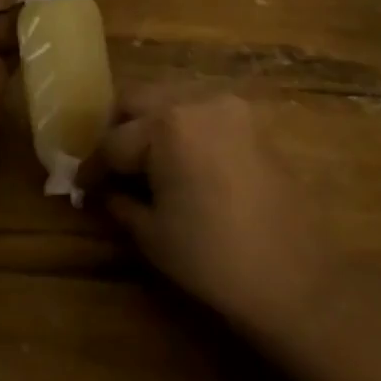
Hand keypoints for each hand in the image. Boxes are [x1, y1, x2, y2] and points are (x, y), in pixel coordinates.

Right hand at [93, 89, 336, 344]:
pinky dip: (183, 130)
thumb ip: (121, 202)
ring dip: (150, 125)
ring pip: (170, 100)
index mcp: (166, 124)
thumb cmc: (214, 259)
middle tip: (111, 167)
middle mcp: (195, 101)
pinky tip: (181, 163)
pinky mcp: (252, 122)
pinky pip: (202, 113)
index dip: (93, 166)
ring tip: (145, 164)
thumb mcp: (153, 234)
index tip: (82, 186)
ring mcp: (228, 107)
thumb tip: (106, 191)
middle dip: (118, 130)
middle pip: (138, 101)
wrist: (297, 280)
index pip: (114, 140)